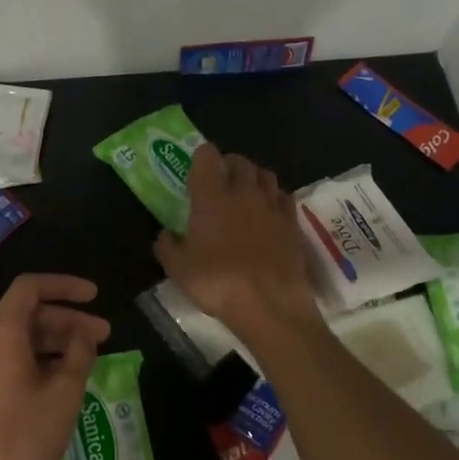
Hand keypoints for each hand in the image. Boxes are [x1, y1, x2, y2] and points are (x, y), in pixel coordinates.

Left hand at [0, 274, 111, 459]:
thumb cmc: (21, 439)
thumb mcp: (63, 394)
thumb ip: (79, 355)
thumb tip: (83, 336)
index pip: (31, 287)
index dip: (65, 286)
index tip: (94, 296)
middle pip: (26, 314)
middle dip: (66, 321)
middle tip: (103, 336)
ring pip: (15, 338)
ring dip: (52, 342)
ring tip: (86, 358)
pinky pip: (3, 359)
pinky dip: (33, 359)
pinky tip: (58, 379)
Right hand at [154, 144, 316, 334]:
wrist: (268, 303)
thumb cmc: (217, 282)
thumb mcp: (178, 269)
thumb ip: (167, 246)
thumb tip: (166, 235)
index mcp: (211, 196)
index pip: (207, 156)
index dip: (201, 158)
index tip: (195, 171)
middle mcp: (244, 192)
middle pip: (240, 161)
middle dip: (229, 165)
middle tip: (220, 182)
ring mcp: (272, 206)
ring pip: (265, 175)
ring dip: (254, 178)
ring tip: (246, 194)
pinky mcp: (293, 223)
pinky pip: (284, 197)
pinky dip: (275, 198)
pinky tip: (269, 213)